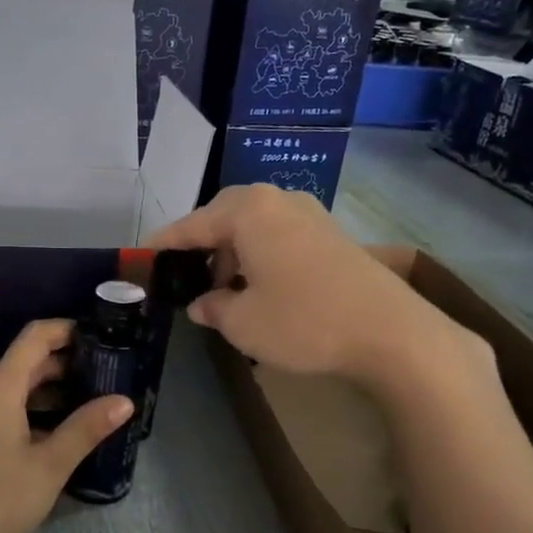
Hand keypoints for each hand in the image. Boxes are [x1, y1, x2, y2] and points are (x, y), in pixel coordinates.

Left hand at [0, 319, 133, 532]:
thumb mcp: (49, 465)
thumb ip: (86, 428)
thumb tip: (124, 401)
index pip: (35, 337)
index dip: (67, 330)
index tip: (101, 336)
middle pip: (27, 361)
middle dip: (67, 364)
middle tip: (108, 374)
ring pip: (16, 387)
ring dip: (51, 390)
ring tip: (92, 402)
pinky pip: (4, 407)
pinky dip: (33, 409)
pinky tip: (59, 431)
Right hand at [149, 185, 485, 391]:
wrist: (391, 332)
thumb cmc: (304, 321)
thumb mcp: (242, 323)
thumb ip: (212, 307)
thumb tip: (201, 303)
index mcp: (247, 211)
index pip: (190, 225)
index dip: (163, 245)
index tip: (141, 258)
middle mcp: (277, 200)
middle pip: (222, 218)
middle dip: (201, 247)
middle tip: (185, 278)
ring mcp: (309, 214)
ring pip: (253, 227)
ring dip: (232, 254)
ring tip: (223, 291)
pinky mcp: (331, 233)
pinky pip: (278, 236)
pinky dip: (260, 256)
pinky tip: (260, 288)